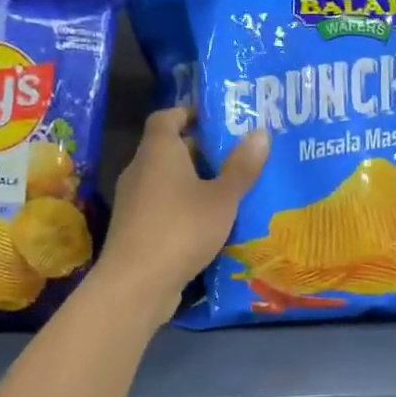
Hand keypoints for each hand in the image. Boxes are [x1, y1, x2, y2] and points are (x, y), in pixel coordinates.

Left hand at [95, 108, 268, 325]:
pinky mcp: (134, 229)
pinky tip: (209, 224)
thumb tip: (261, 132)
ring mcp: (133, 201)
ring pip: (166, 181)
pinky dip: (184, 208)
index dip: (188, 113)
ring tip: (229, 190)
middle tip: (235, 157)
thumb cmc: (182, 228)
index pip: (166, 117)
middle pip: (168, 149)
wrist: (136, 283)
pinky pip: (163, 207)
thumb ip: (242, 167)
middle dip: (200, 151)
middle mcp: (140, 170)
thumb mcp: (222, 198)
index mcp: (158, 151)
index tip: (215, 119)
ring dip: (194, 183)